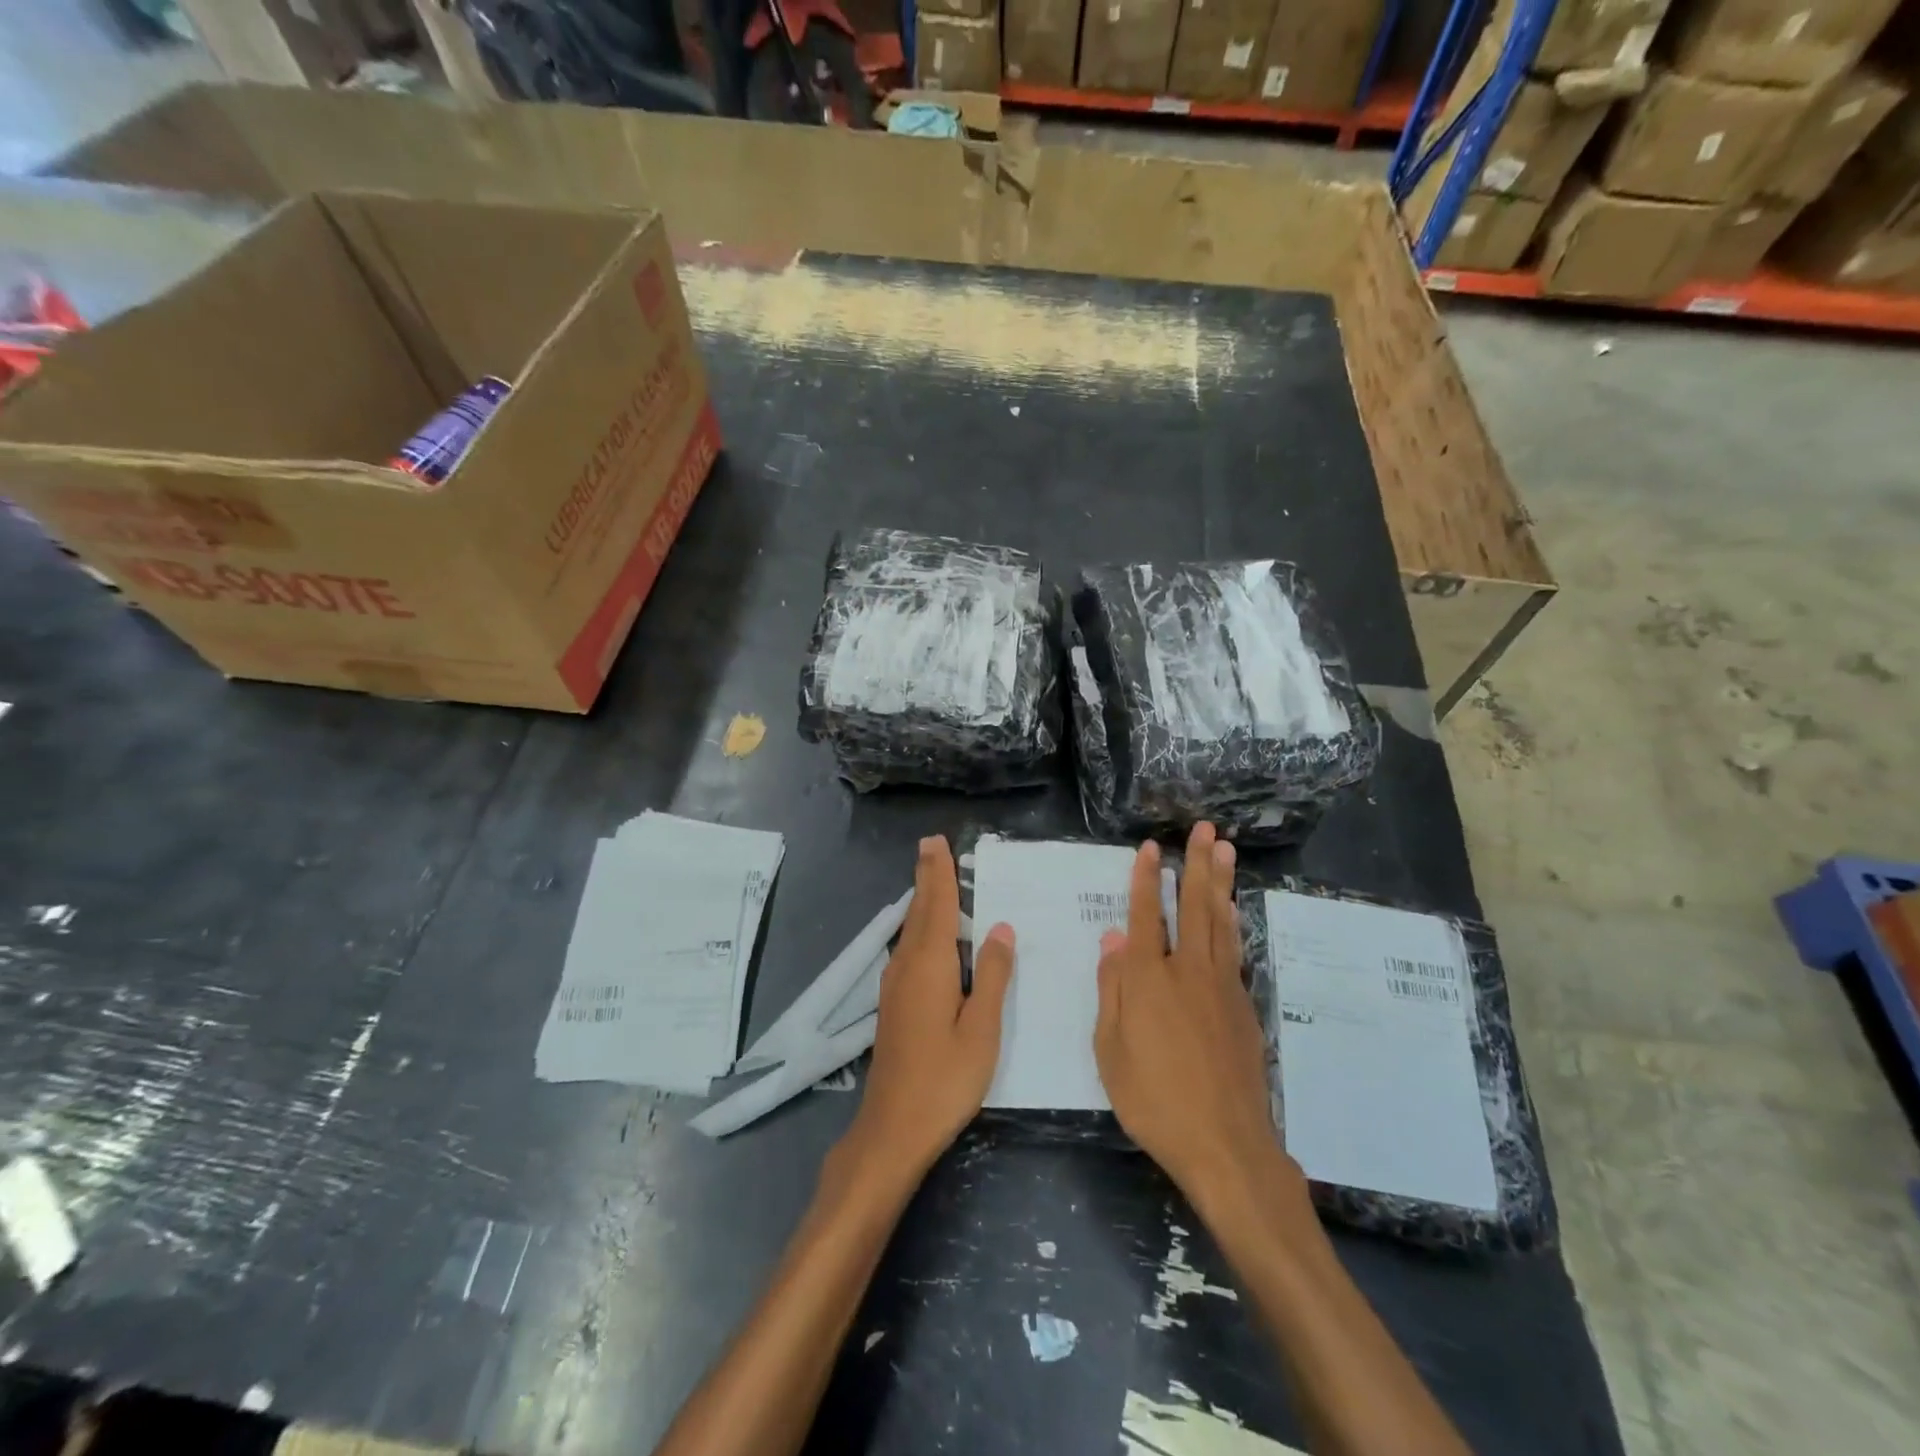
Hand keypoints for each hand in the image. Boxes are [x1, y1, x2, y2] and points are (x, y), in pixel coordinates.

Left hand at [838, 836, 1015, 1192]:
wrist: (893, 1127)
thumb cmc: (945, 1079)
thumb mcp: (981, 1030)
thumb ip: (992, 976)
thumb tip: (1001, 928)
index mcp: (930, 966)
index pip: (936, 906)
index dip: (938, 873)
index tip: (936, 842)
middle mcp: (907, 966)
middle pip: (919, 912)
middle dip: (927, 878)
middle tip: (932, 846)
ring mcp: (895, 985)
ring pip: (911, 930)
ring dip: (923, 901)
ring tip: (934, 878)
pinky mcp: (893, 1003)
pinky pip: (909, 948)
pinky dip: (920, 926)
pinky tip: (928, 934)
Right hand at [1094, 822, 1307, 1218]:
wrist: (1226, 1144)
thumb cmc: (1154, 1100)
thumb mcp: (1111, 1050)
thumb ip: (1113, 989)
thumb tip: (1113, 939)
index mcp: (1148, 980)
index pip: (1145, 916)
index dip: (1145, 879)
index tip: (1151, 847)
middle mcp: (1188, 971)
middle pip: (1193, 906)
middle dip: (1197, 864)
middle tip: (1206, 829)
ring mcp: (1222, 987)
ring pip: (1221, 922)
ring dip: (1221, 883)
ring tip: (1226, 851)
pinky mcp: (1243, 1006)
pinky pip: (1234, 950)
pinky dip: (1231, 922)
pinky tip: (1231, 912)